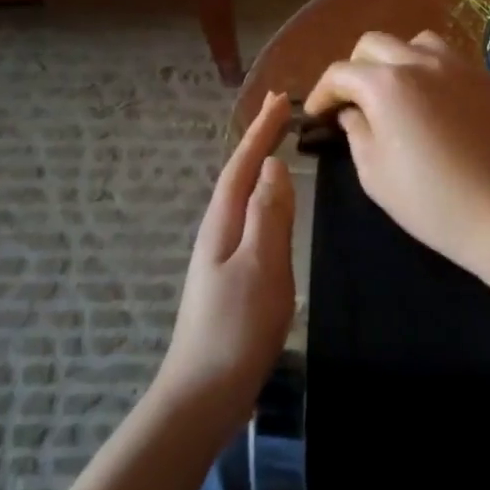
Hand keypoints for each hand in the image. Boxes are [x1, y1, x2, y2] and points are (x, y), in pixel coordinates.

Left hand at [158, 92, 295, 418]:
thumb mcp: (260, 266)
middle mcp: (217, 233)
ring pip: (243, 199)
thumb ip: (268, 216)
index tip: (281, 99)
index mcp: (222, 224)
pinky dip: (264, 201)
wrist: (205, 391)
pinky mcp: (231, 278)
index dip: (260, 131)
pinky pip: (250, 223)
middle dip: (258, 142)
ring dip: (260, 169)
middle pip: (238, 176)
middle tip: (284, 114)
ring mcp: (221, 257)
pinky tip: (274, 210)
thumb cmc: (237, 327)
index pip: (242, 165)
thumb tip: (274, 167)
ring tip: (281, 149)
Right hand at [305, 32, 489, 273]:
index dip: (322, 93)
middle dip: (354, 69)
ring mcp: (457, 67)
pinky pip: (447, 58)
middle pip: (374, 44)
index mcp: (386, 85)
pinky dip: (427, 68)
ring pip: (414, 42)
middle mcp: (420, 63)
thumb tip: (351, 112)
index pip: (341, 73)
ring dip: (394, 60)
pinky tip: (429, 99)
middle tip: (352, 101)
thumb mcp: (374, 173)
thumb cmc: (428, 200)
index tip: (316, 114)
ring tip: (393, 92)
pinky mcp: (483, 80)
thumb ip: (356, 132)